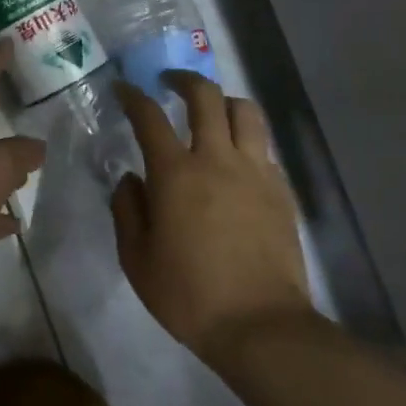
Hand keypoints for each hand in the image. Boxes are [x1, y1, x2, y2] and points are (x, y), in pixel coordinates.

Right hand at [111, 73, 313, 358]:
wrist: (260, 325)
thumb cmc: (188, 295)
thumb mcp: (137, 259)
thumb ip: (127, 210)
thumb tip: (130, 179)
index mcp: (175, 173)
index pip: (149, 117)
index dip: (133, 96)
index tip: (124, 89)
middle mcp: (217, 159)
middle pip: (205, 96)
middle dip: (184, 80)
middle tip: (169, 83)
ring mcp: (255, 172)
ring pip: (245, 111)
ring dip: (223, 101)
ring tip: (210, 112)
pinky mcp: (281, 190)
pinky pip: (263, 147)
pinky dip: (246, 140)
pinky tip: (236, 159)